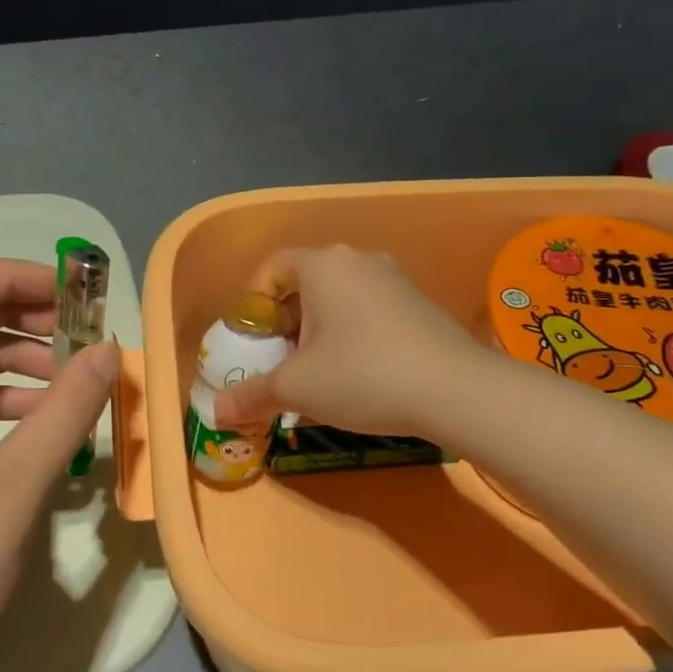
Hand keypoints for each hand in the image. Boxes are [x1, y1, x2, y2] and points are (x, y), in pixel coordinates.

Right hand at [213, 245, 481, 436]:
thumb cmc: (362, 375)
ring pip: (338, 299)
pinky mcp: (419, 302)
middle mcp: (358, 260)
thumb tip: (217, 411)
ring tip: (316, 372)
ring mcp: (394, 279)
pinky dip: (351, 334)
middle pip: (305, 284)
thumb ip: (251, 395)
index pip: (272, 267)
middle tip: (280, 362)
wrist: (455, 390)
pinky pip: (368, 310)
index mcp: (323, 265)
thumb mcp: (296, 388)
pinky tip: (357, 374)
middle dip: (285, 323)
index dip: (252, 302)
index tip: (251, 340)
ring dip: (318, 331)